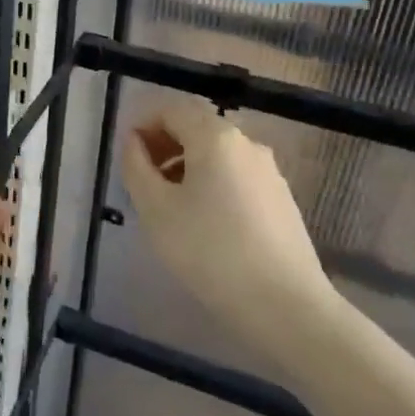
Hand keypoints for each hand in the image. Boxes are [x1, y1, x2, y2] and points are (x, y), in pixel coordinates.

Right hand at [122, 102, 336, 332]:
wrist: (286, 306)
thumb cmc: (210, 252)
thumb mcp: (156, 209)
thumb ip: (136, 167)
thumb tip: (134, 141)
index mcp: (215, 137)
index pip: (172, 109)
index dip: (144, 124)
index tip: (128, 156)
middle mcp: (247, 144)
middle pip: (197, 128)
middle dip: (165, 146)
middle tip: (143, 182)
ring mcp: (269, 172)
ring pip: (217, 154)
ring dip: (186, 167)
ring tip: (169, 207)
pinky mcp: (281, 199)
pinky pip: (236, 176)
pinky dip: (211, 184)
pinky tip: (204, 224)